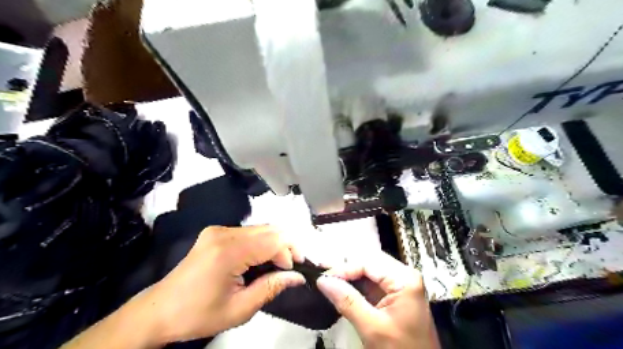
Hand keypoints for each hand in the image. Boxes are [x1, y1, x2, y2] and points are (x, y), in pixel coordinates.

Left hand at [142, 227, 305, 343]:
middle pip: (269, 229)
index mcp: (228, 252)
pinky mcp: (216, 232)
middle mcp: (224, 233)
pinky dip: (262, 243)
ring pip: (261, 229)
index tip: (294, 271)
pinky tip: (261, 258)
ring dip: (275, 244)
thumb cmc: (198, 314)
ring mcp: (218, 230)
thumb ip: (272, 287)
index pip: (272, 240)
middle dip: (286, 246)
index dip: (289, 252)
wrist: (159, 310)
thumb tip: (298, 276)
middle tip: (291, 267)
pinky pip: (249, 232)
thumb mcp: (240, 309)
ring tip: (278, 264)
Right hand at [317, 253, 436, 347]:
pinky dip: (356, 286)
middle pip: (369, 263)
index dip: (343, 268)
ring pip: (369, 271)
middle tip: (324, 277)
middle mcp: (404, 275)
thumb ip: (347, 301)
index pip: (368, 262)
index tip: (322, 278)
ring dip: (349, 277)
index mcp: (404, 279)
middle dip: (345, 270)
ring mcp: (400, 284)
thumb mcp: (372, 328)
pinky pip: (371, 283)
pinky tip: (341, 288)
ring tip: (328, 280)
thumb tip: (323, 280)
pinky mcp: (394, 295)